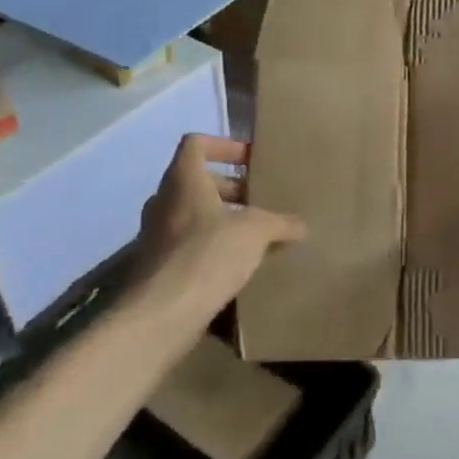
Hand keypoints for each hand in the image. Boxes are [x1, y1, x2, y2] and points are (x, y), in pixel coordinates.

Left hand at [134, 134, 306, 310]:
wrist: (162, 314)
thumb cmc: (208, 254)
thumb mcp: (256, 232)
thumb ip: (281, 223)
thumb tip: (302, 226)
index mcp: (183, 180)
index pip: (196, 143)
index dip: (225, 145)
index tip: (251, 160)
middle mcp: (164, 201)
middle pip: (197, 181)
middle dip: (231, 189)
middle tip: (260, 202)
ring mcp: (155, 235)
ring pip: (193, 215)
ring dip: (222, 220)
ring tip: (255, 236)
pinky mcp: (158, 266)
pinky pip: (188, 245)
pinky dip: (212, 248)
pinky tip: (238, 266)